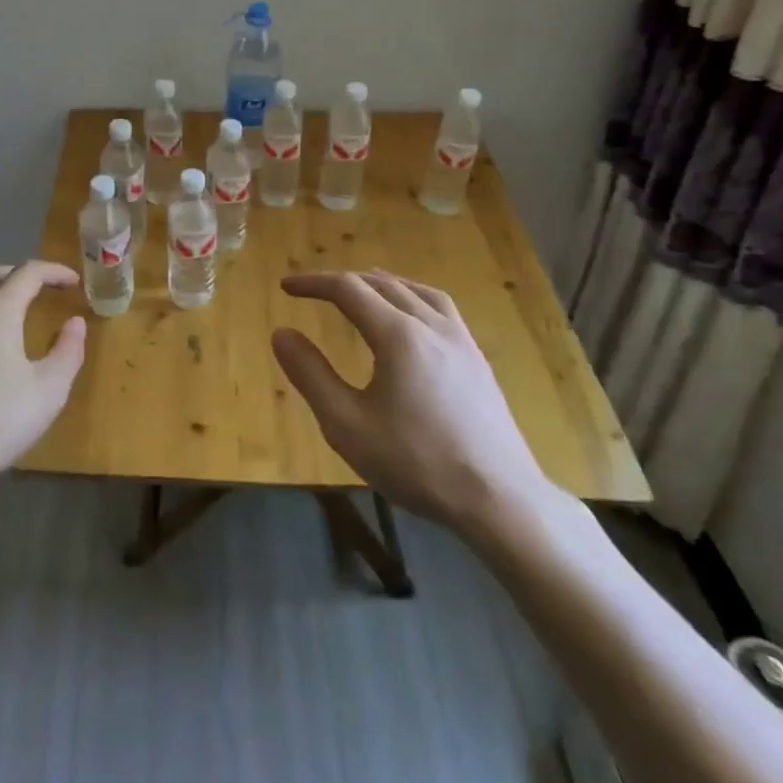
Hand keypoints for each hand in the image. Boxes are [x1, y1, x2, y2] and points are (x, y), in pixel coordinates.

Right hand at [271, 271, 552, 537]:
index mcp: (398, 335)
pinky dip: (414, 296)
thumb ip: (311, 375)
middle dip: (343, 282)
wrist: (500, 500)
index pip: (348, 289)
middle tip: (313, 290)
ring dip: (381, 283)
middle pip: (382, 284)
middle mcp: (431, 325)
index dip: (313, 283)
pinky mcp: (478, 360)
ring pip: (416, 291)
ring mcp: (461, 340)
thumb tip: (281, 333)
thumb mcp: (347, 425)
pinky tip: (412, 318)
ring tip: (362, 288)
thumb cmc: (417, 463)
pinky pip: (441, 308)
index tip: (286, 287)